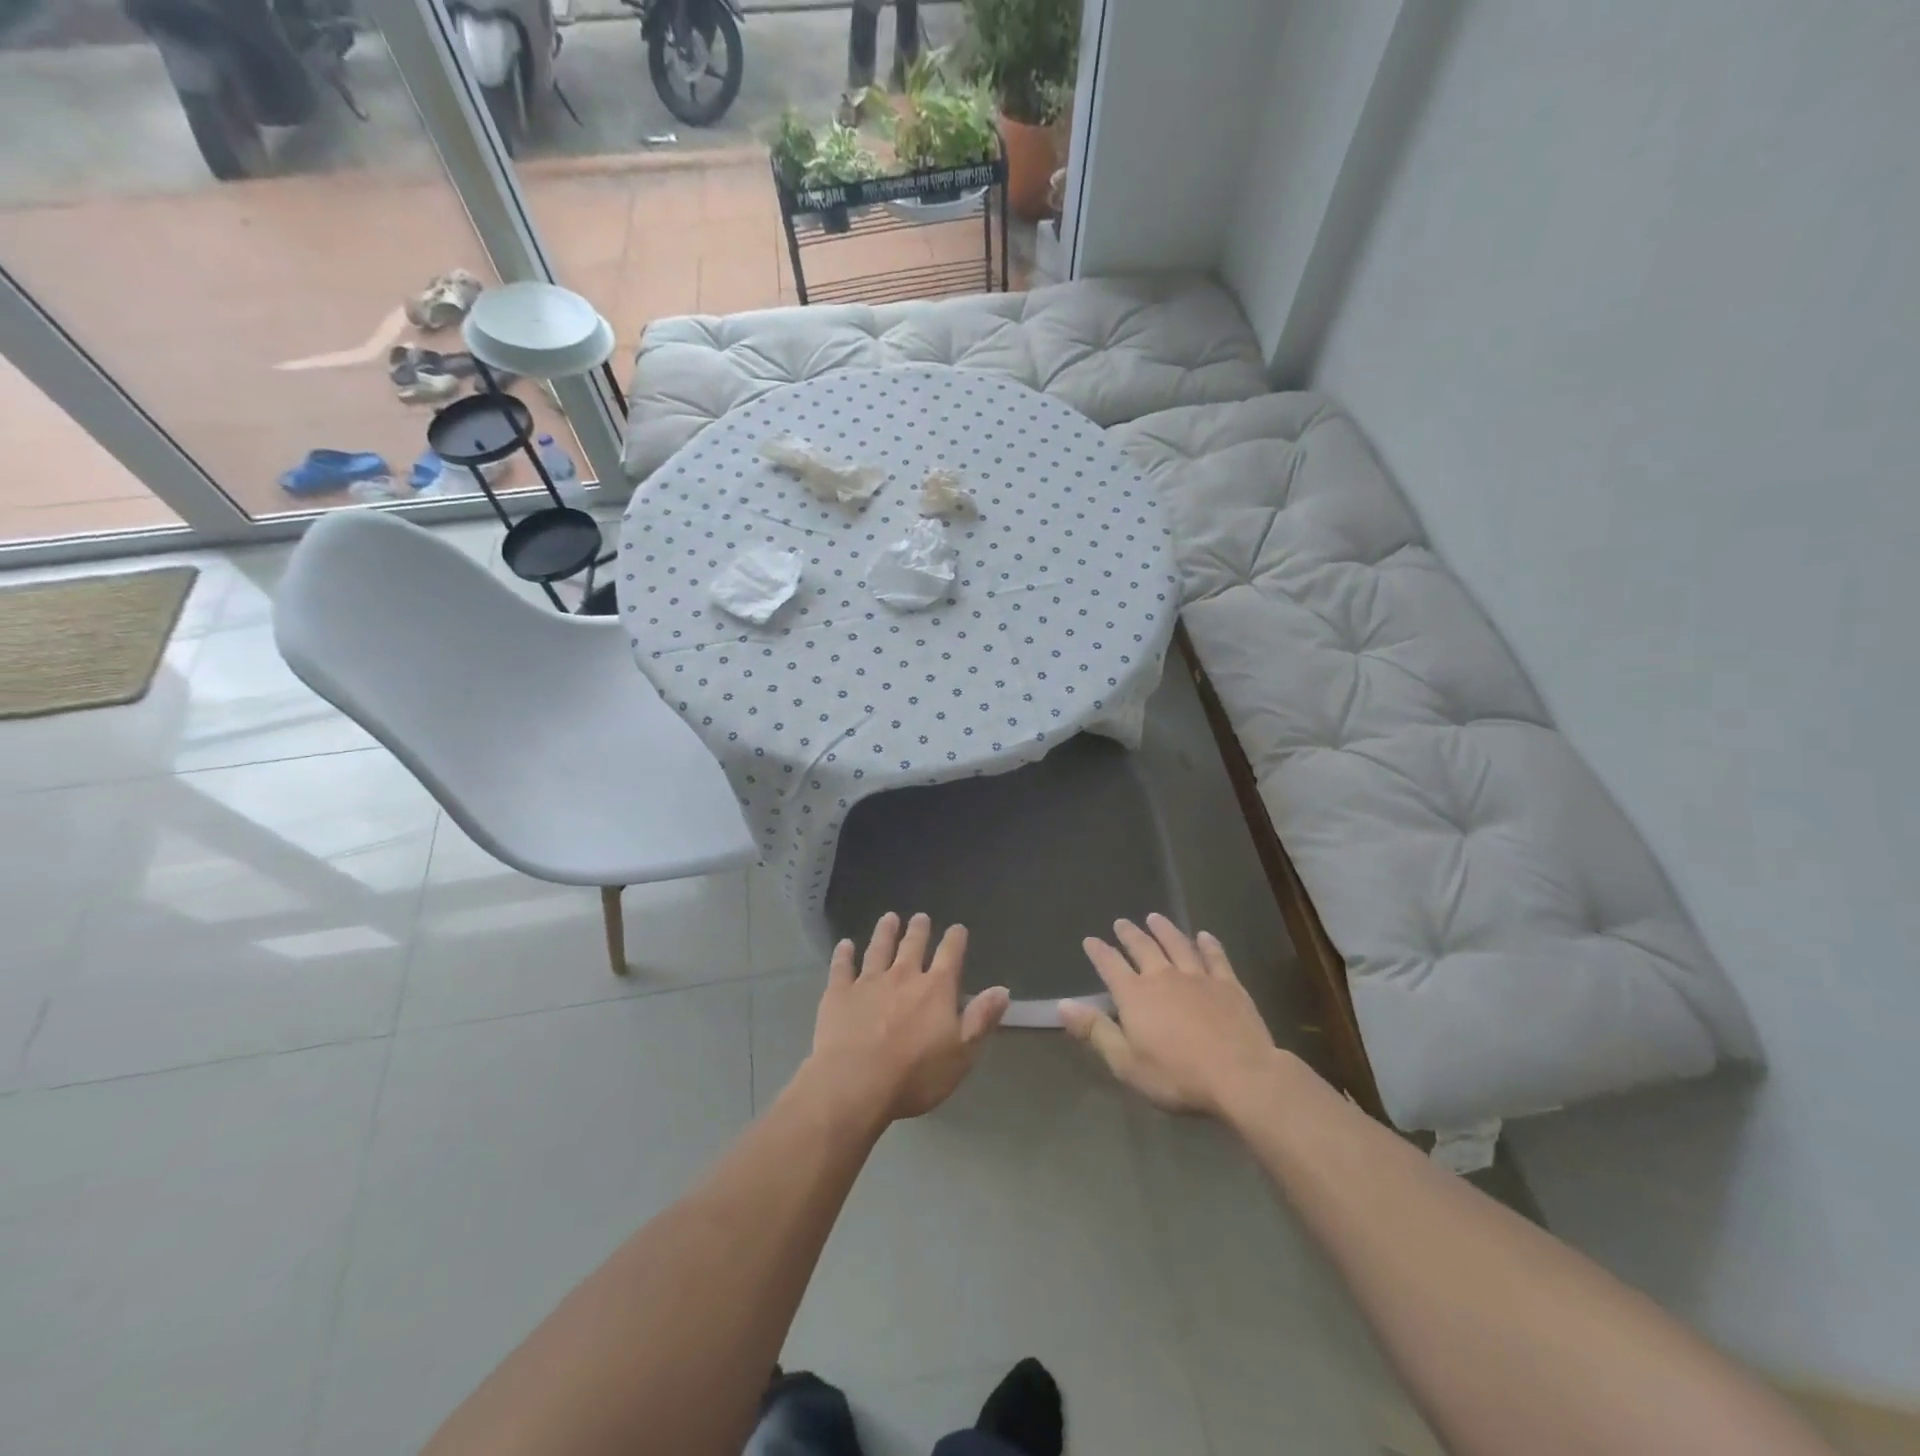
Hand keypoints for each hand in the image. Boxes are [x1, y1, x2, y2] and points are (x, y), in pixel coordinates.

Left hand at [805, 912, 1010, 1124]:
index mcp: (936, 989)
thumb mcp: (961, 1054)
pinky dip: (844, 954)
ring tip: (889, 918)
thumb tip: (1002, 990)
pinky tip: (845, 944)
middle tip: (920, 917)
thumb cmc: (915, 1075)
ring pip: (878, 949)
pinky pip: (842, 967)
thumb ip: (981, 1019)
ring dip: (884, 932)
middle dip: (919, 930)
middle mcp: (903, 976)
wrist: (855, 1083)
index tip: (958, 928)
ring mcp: (869, 982)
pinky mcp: (839, 993)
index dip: (955, 940)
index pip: (950, 955)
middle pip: (912, 946)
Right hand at [1059, 914, 1279, 1118]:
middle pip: (1143, 947)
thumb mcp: (1126, 1063)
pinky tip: (1204, 936)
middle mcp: (1164, 977)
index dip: (1099, 952)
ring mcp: (1198, 977)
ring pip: (1177, 945)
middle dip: (1130, 934)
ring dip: (1164, 930)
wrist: (1241, 1076)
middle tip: (1121, 922)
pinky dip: (1208, 945)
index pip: (1110, 965)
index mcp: (1135, 995)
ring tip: (1155, 918)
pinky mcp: (1229, 985)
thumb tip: (1063, 1004)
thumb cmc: (1177, 1076)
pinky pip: (1215, 957)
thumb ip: (1095, 1031)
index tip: (1090, 940)